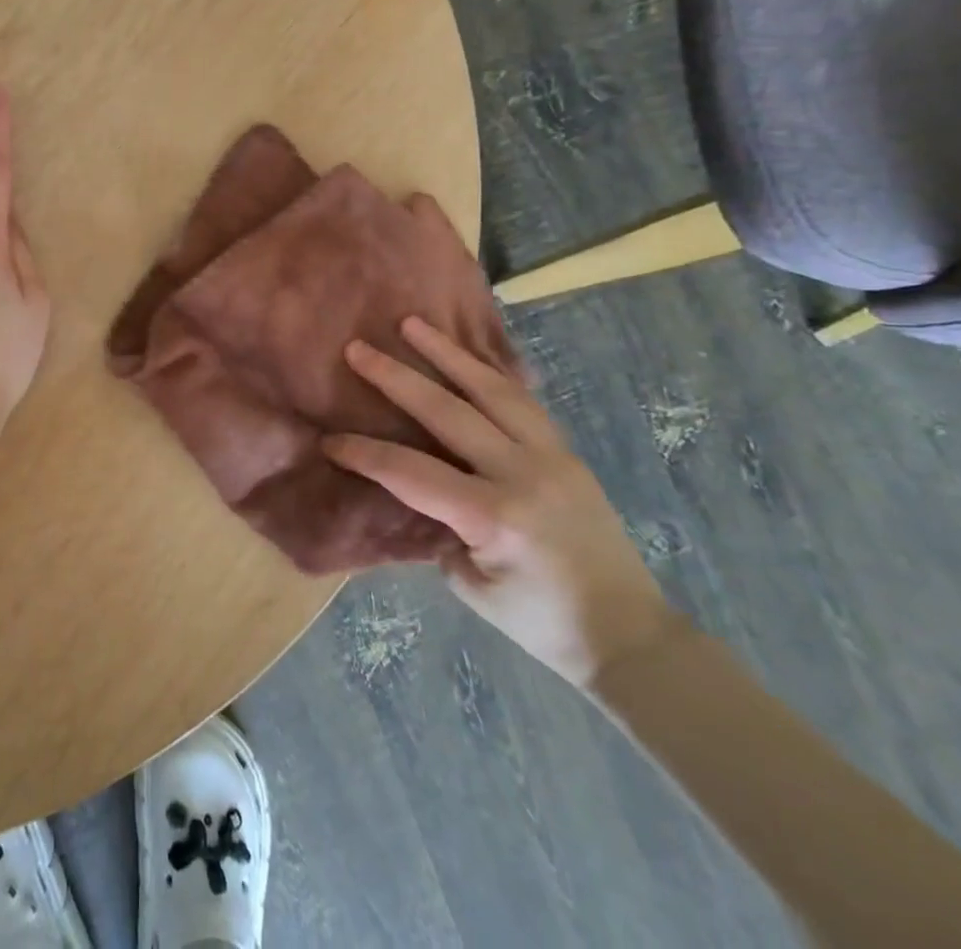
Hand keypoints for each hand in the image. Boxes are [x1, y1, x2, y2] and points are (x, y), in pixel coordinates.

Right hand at [323, 317, 674, 688]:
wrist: (629, 634)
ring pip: (493, 389)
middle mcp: (522, 473)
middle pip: (448, 411)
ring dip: (448, 353)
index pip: (412, 473)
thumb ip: (439, 528)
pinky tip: (467, 355)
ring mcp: (550, 456)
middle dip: (397, 378)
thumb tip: (416, 489)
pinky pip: (522, 399)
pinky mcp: (565, 451)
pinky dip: (488, 372)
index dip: (365, 454)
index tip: (331, 441)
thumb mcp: (470, 585)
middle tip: (359, 349)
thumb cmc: (540, 622)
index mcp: (494, 517)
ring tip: (413, 325)